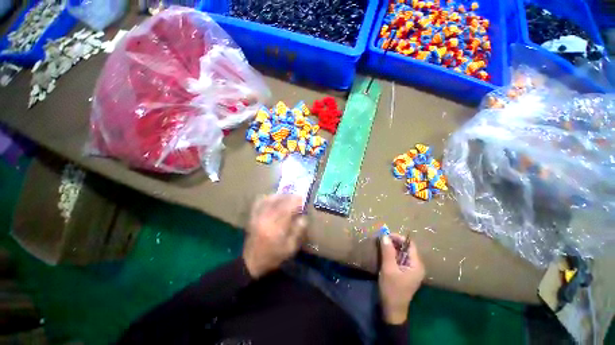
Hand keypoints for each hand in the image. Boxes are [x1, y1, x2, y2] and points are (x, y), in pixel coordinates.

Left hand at [243, 194, 306, 278]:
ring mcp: (258, 216)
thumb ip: (298, 231)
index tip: (303, 199)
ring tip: (287, 196)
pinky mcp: (253, 216)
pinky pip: (260, 202)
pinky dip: (267, 197)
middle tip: (297, 196)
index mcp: (276, 227)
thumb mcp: (290, 248)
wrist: (252, 262)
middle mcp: (266, 218)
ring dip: (280, 196)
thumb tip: (303, 217)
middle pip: (279, 201)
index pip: (287, 208)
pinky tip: (273, 198)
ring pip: (270, 199)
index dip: (296, 201)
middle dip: (290, 197)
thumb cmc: (273, 256)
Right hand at [378, 234, 424, 324]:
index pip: (410, 245)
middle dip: (394, 242)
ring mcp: (411, 270)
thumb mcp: (388, 269)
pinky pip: (400, 259)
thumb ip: (387, 251)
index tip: (385, 235)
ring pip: (402, 253)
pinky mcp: (405, 273)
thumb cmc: (392, 289)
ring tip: (381, 244)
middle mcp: (416, 266)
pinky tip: (384, 253)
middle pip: (407, 248)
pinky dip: (392, 254)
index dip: (398, 238)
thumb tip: (385, 235)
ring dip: (392, 248)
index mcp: (416, 265)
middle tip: (382, 239)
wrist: (392, 309)